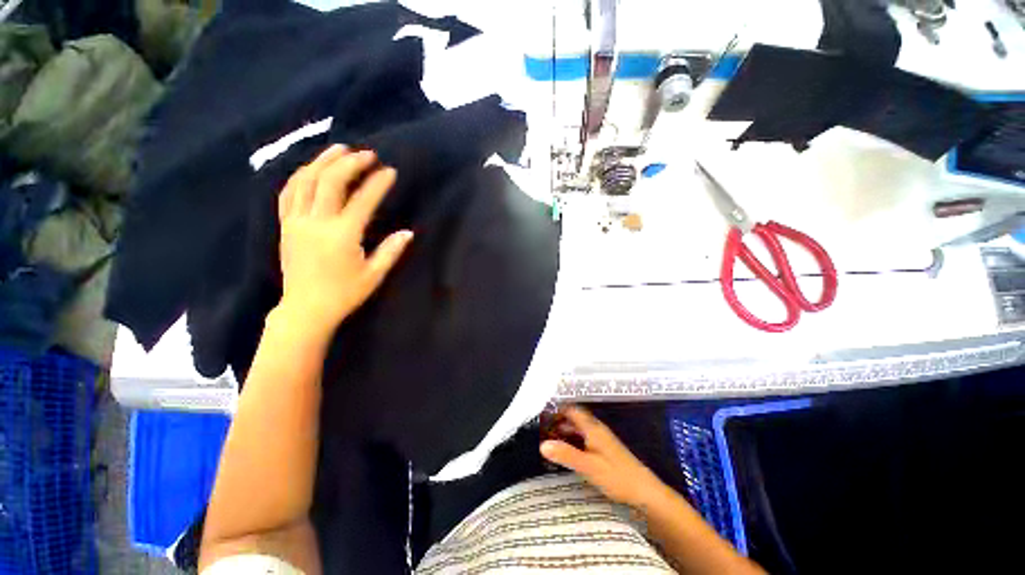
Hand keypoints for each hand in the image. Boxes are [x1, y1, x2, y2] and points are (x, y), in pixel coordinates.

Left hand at [277, 144, 412, 331]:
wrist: (306, 309)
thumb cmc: (344, 294)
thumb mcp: (374, 275)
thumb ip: (391, 251)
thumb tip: (408, 232)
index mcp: (342, 236)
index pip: (362, 201)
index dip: (377, 184)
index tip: (390, 171)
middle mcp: (316, 223)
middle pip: (331, 182)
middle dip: (350, 163)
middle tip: (367, 154)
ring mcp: (296, 222)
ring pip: (306, 181)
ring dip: (323, 161)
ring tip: (339, 149)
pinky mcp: (285, 225)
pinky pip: (288, 192)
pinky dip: (300, 176)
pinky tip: (311, 168)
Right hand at [540, 406, 667, 508]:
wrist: (644, 491)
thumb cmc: (616, 476)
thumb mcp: (588, 466)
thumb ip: (566, 454)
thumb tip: (542, 444)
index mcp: (593, 428)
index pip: (572, 410)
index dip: (558, 410)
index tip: (543, 416)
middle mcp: (596, 429)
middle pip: (575, 419)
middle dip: (559, 422)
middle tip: (543, 431)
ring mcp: (602, 439)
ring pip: (579, 429)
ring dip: (566, 432)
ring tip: (550, 442)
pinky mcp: (605, 450)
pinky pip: (584, 439)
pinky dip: (573, 441)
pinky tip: (567, 453)